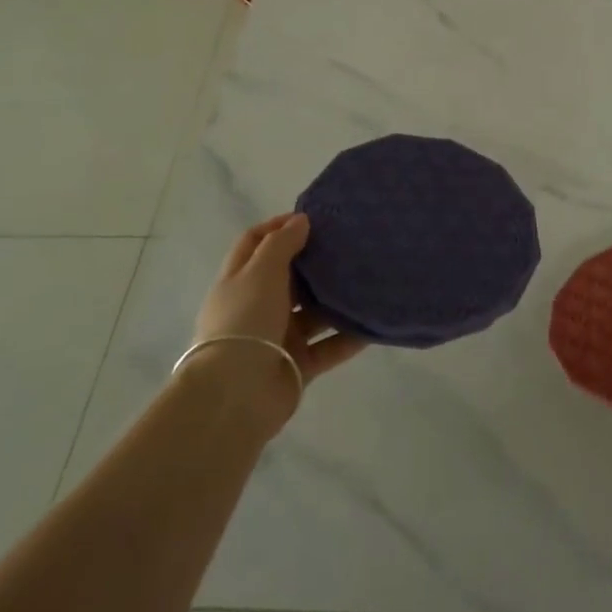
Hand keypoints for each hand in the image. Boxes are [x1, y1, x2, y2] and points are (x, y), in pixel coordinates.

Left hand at [189, 214, 366, 429]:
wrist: (236, 394)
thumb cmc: (245, 322)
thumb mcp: (260, 273)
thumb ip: (281, 244)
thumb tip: (300, 221)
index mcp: (239, 281)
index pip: (255, 243)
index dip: (279, 226)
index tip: (313, 218)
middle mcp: (257, 306)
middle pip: (288, 277)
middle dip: (315, 262)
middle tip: (350, 245)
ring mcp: (278, 337)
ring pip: (313, 312)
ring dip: (337, 300)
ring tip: (369, 280)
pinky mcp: (298, 364)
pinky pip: (329, 346)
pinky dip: (349, 336)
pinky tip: (374, 323)